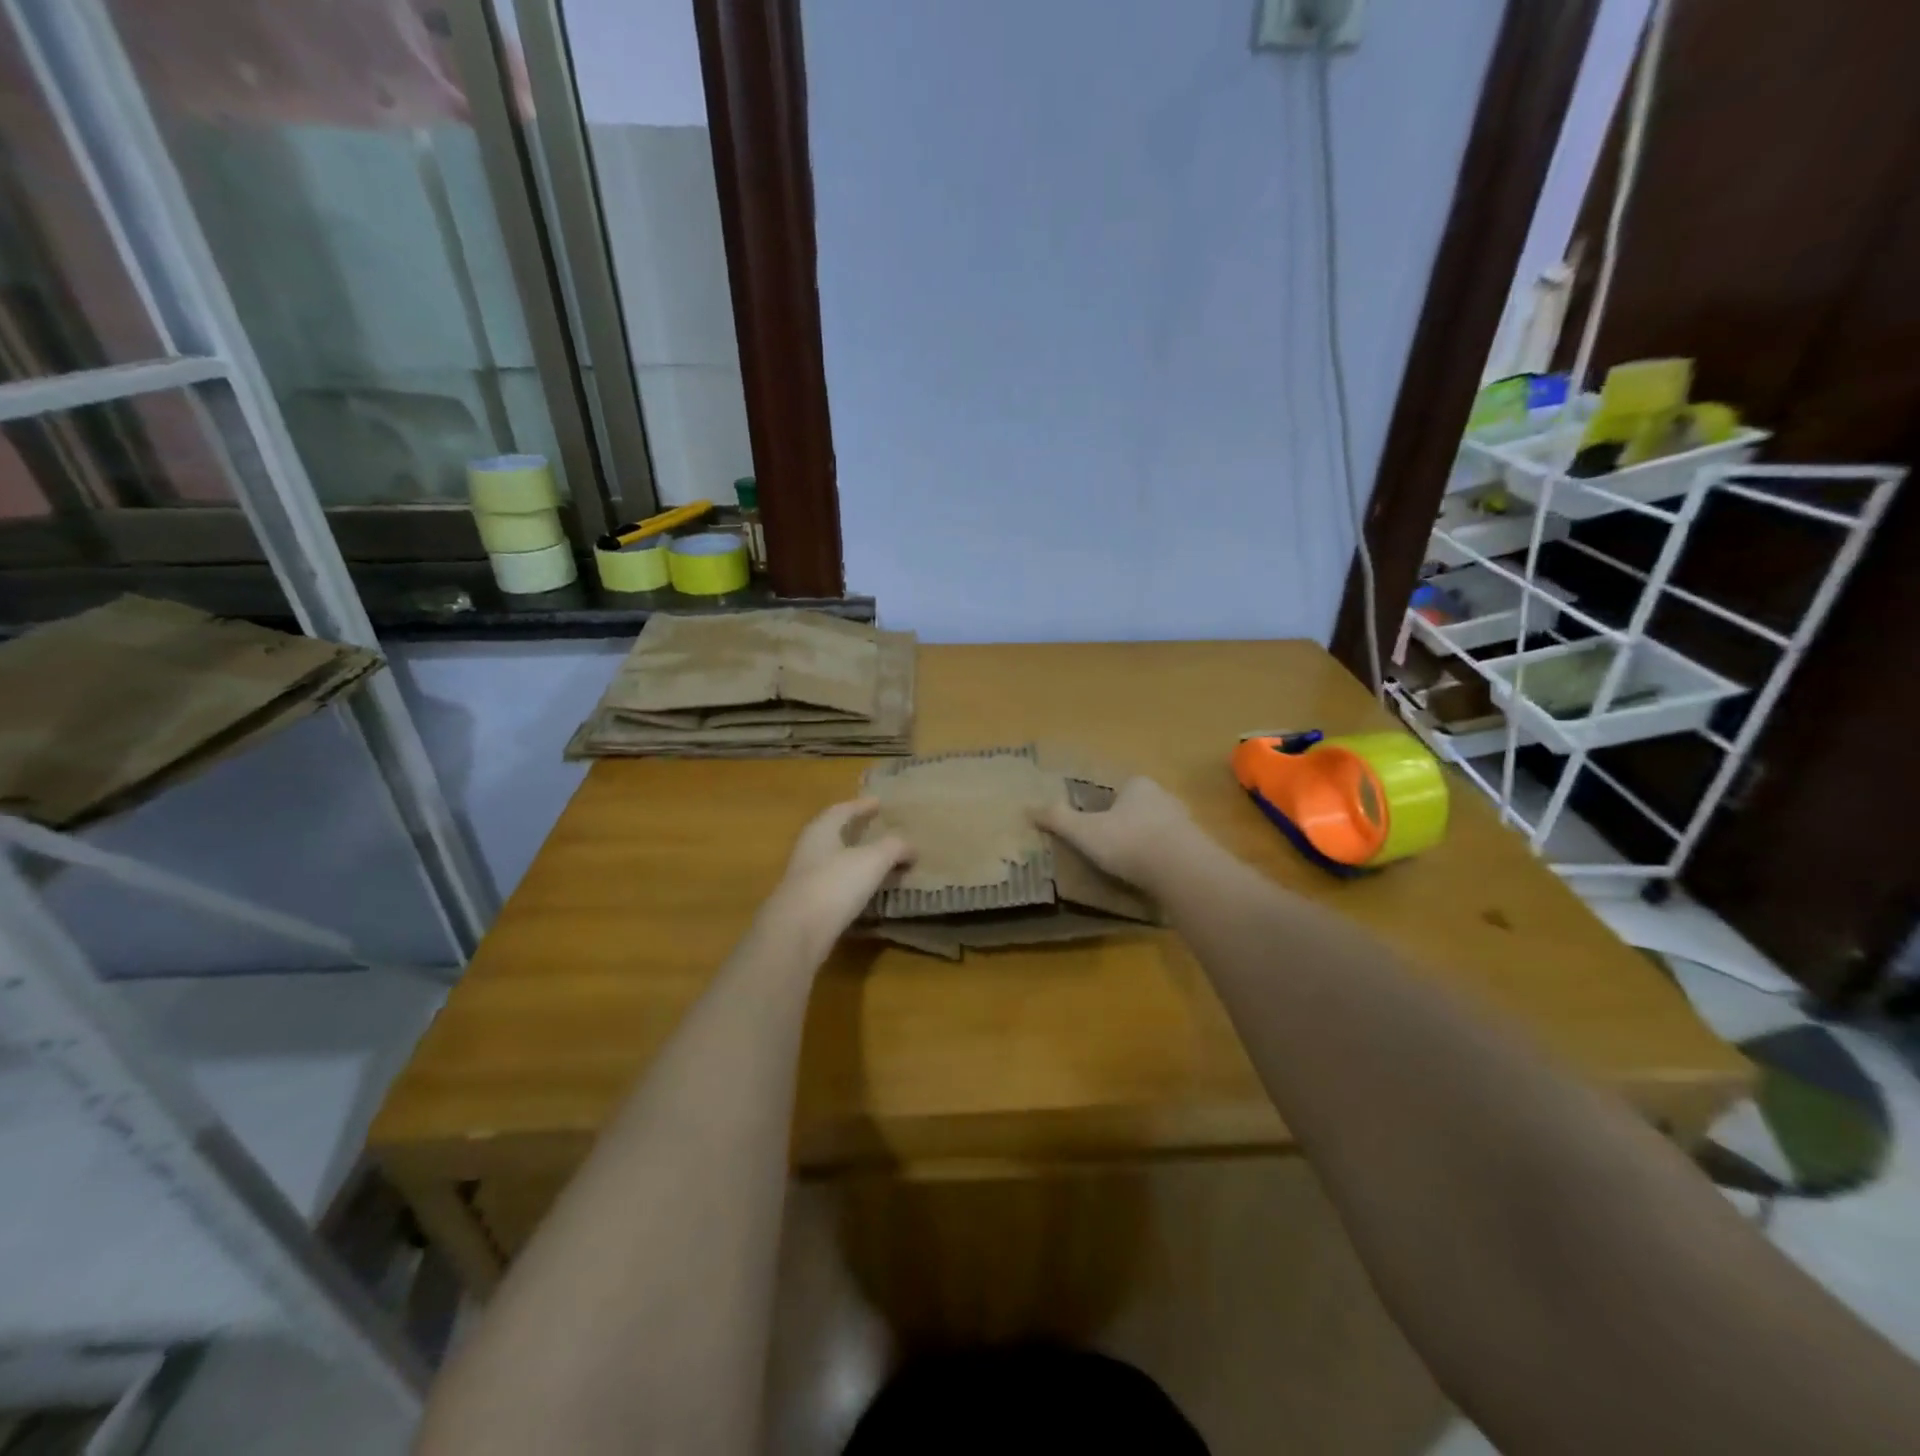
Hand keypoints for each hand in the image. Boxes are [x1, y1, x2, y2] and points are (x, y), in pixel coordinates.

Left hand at [763, 798, 912, 957]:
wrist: (795, 933)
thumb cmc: (834, 884)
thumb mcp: (873, 859)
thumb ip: (894, 847)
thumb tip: (912, 846)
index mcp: (821, 830)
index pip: (842, 810)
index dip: (862, 805)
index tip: (879, 803)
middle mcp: (809, 850)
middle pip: (835, 835)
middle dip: (858, 831)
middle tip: (881, 830)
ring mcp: (805, 880)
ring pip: (835, 862)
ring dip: (858, 860)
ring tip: (882, 863)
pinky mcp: (807, 907)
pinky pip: (836, 887)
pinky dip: (854, 885)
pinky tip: (868, 893)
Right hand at [1035, 776, 1199, 889]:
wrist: (1182, 871)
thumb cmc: (1128, 842)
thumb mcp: (1084, 831)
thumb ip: (1058, 819)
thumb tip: (1028, 809)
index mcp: (1138, 785)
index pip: (1119, 789)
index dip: (1104, 806)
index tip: (1094, 826)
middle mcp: (1165, 797)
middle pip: (1139, 808)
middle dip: (1126, 824)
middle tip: (1109, 847)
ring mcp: (1185, 822)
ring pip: (1158, 829)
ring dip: (1146, 843)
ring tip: (1129, 866)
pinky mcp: (1197, 849)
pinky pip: (1173, 851)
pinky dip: (1161, 861)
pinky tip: (1151, 878)